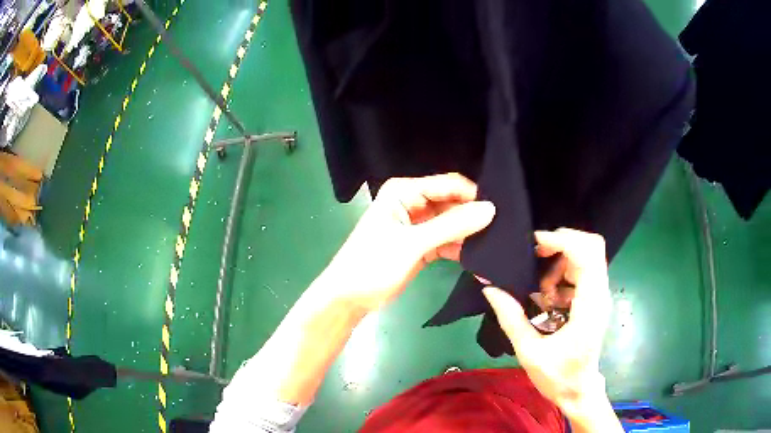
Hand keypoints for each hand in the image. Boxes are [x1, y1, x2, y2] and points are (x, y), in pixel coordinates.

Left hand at [323, 173, 495, 313]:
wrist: (348, 298)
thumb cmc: (372, 265)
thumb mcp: (413, 244)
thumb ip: (452, 226)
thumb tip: (490, 209)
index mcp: (404, 192)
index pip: (448, 185)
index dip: (473, 195)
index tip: (500, 211)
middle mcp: (412, 202)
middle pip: (452, 203)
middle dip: (473, 215)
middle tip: (503, 228)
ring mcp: (418, 225)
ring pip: (452, 223)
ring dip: (469, 233)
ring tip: (496, 243)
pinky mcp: (421, 245)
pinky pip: (447, 240)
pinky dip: (460, 248)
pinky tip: (479, 257)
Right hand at [483, 228, 612, 418]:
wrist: (579, 391)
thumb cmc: (557, 376)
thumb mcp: (529, 351)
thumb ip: (511, 318)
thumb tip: (489, 288)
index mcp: (589, 307)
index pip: (587, 255)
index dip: (562, 240)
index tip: (535, 245)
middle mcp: (600, 295)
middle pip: (591, 246)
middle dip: (561, 243)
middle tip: (535, 256)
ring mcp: (600, 296)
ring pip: (587, 256)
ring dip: (560, 262)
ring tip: (540, 290)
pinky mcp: (595, 299)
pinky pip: (583, 270)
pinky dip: (564, 273)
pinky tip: (548, 298)